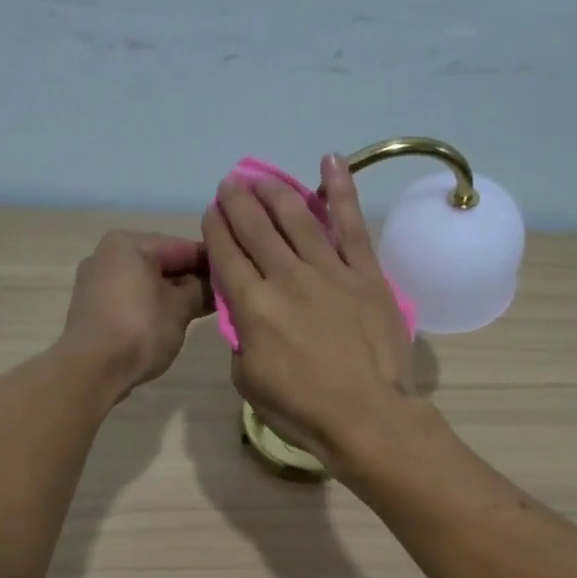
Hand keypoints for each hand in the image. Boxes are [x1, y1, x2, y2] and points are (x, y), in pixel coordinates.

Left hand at [60, 231, 209, 399]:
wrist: (91, 369)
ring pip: (145, 280)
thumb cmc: (139, 330)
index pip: (183, 246)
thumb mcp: (180, 309)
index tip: (234, 278)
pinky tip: (168, 322)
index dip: (212, 263)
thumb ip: (202, 291)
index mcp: (129, 243)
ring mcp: (95, 279)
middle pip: (162, 261)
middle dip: (190, 280)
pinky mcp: (91, 305)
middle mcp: (107, 253)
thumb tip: (220, 285)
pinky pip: (130, 296)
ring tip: (197, 312)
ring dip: (172, 294)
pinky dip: (150, 304)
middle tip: (220, 298)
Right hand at [202, 154, 413, 469]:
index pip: (226, 255)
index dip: (215, 229)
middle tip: (229, 184)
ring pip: (297, 219)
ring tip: (261, 177)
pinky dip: (340, 190)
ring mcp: (330, 271)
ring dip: (275, 193)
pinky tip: (329, 161)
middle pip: (256, 229)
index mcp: (254, 306)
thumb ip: (241, 340)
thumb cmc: (302, 409)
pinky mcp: (366, 274)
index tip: (210, 212)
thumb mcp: (248, 381)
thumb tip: (246, 316)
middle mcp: (287, 278)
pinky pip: (351, 225)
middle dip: (238, 202)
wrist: (367, 416)